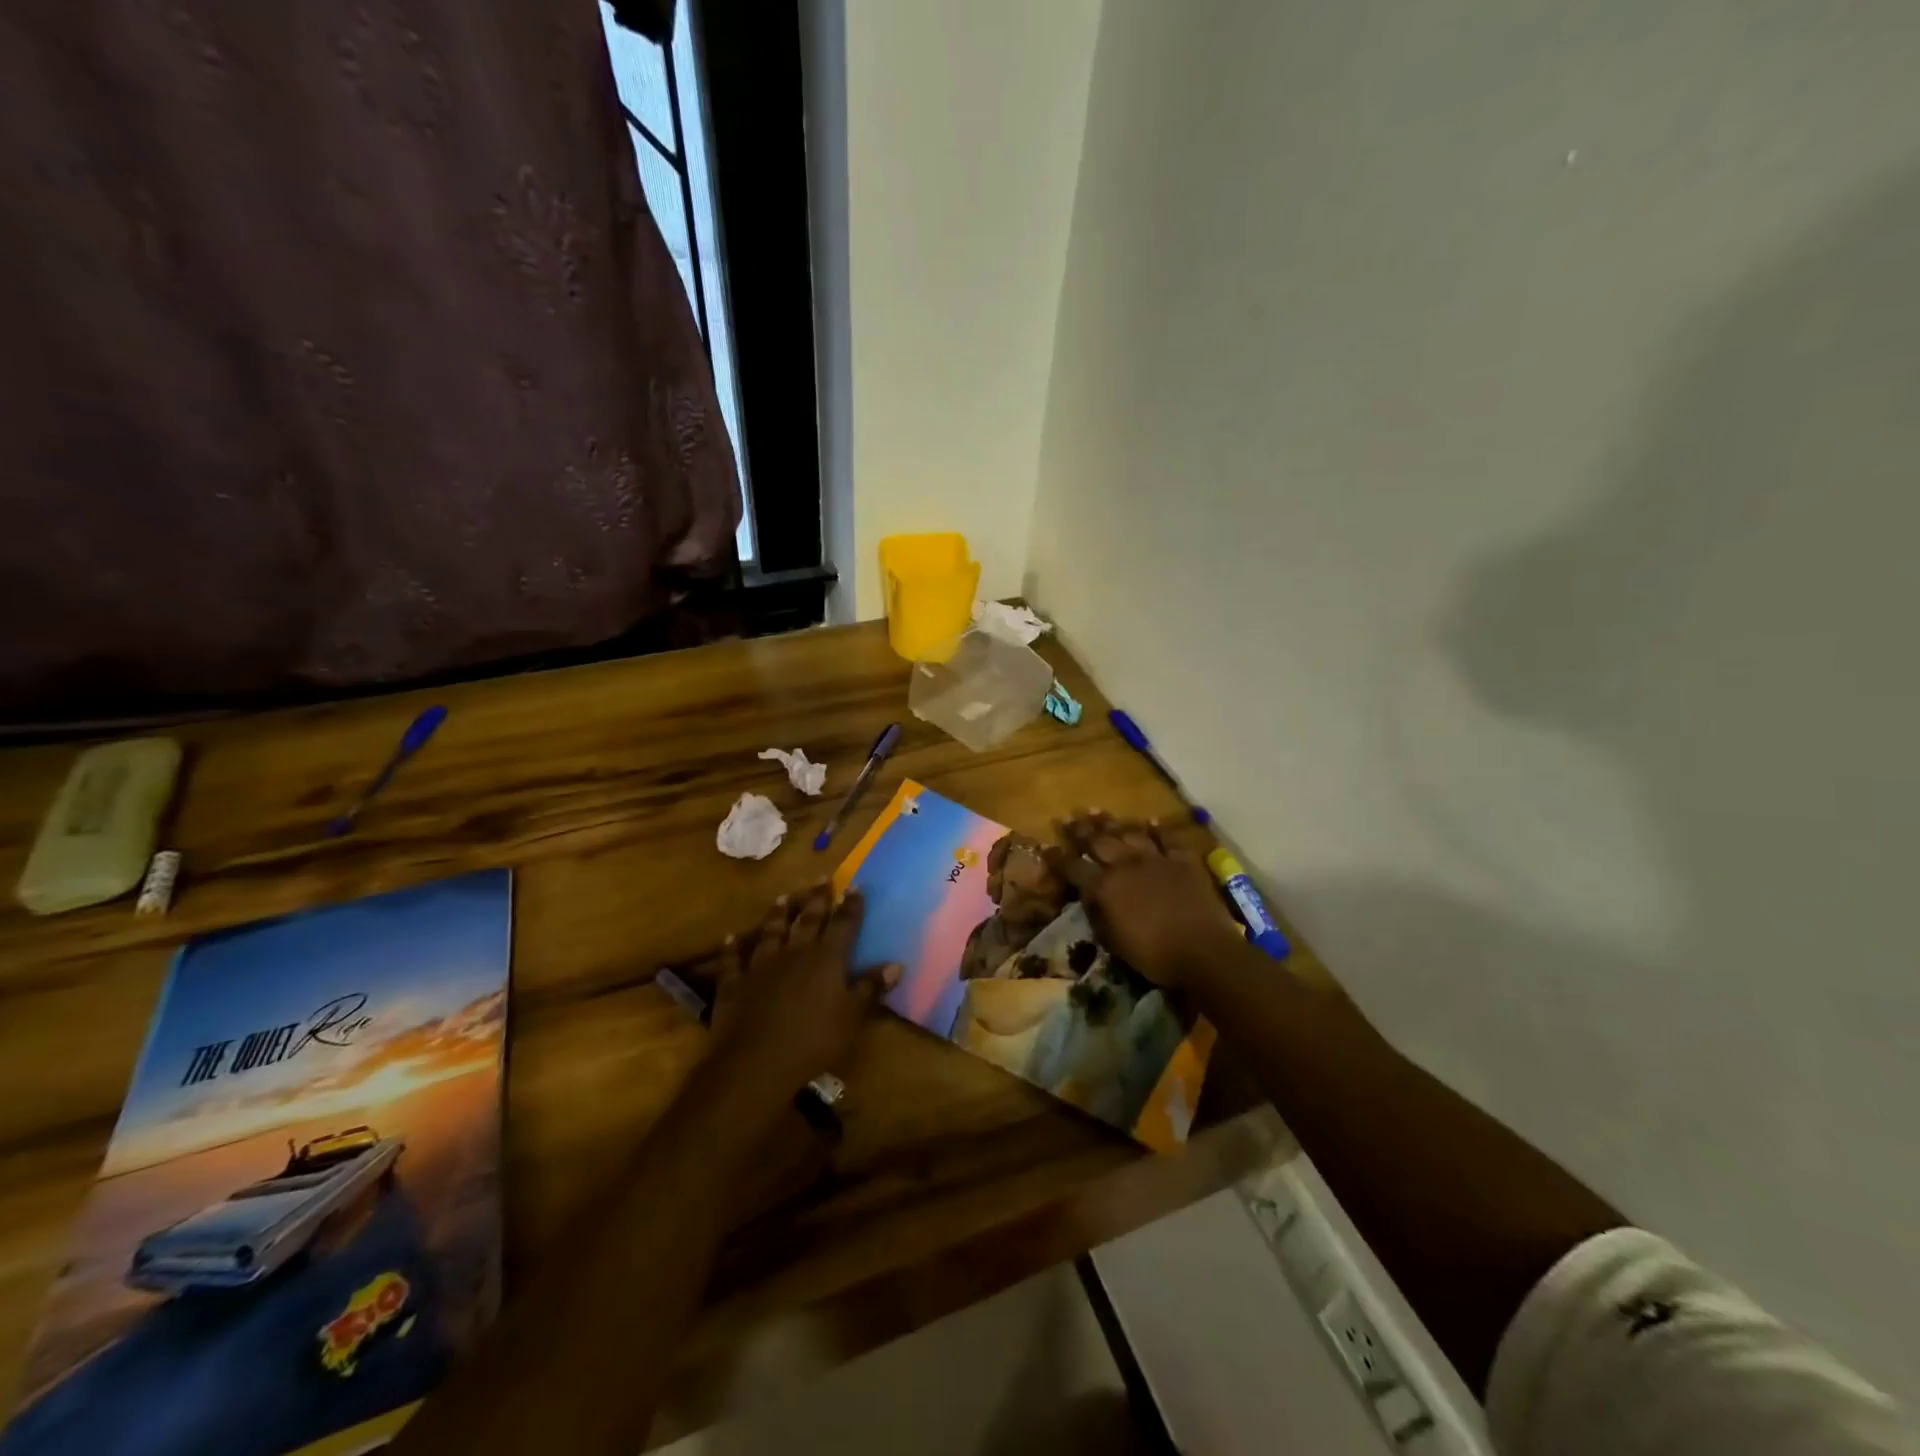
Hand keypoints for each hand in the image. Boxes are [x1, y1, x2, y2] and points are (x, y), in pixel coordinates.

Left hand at [710, 883, 899, 1105]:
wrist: (755, 1061)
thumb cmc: (813, 1040)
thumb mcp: (851, 1017)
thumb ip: (870, 988)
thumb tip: (895, 965)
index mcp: (826, 959)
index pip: (843, 925)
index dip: (851, 906)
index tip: (855, 886)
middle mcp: (795, 952)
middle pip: (808, 920)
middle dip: (817, 899)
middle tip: (822, 878)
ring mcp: (762, 965)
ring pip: (771, 931)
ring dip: (778, 914)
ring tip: (782, 897)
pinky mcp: (735, 982)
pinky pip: (733, 959)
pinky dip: (733, 947)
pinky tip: (732, 937)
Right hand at [1045, 810, 1245, 989]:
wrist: (1203, 952)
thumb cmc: (1153, 955)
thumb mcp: (1113, 941)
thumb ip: (1098, 913)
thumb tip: (1089, 896)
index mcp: (1105, 887)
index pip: (1073, 867)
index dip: (1058, 858)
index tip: (1046, 847)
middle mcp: (1126, 865)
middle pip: (1098, 841)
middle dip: (1080, 830)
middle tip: (1069, 818)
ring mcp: (1156, 859)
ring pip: (1129, 833)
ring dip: (1112, 823)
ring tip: (1097, 811)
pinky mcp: (1183, 860)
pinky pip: (1168, 838)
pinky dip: (1159, 829)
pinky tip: (1150, 822)